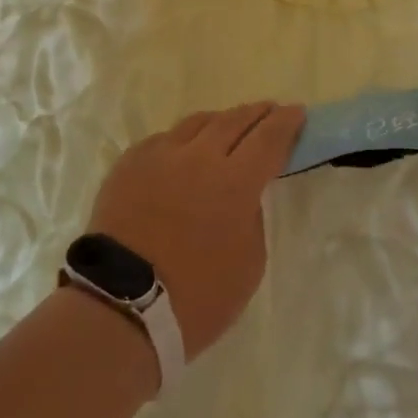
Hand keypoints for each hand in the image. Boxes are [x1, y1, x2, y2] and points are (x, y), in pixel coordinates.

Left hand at [86, 103, 305, 361]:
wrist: (120, 307)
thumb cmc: (196, 298)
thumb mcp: (248, 265)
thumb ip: (252, 217)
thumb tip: (244, 194)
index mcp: (235, 182)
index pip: (269, 138)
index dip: (287, 122)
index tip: (297, 112)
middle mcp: (199, 156)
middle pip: (234, 120)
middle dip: (257, 113)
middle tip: (269, 110)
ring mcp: (161, 154)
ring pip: (197, 123)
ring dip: (220, 121)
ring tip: (228, 125)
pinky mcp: (130, 162)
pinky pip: (164, 139)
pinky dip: (183, 141)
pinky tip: (184, 150)